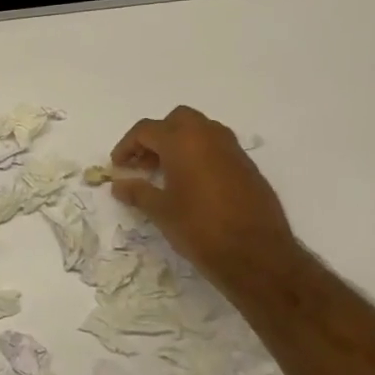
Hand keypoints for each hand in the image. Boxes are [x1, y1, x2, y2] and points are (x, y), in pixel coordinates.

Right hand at [110, 106, 298, 291]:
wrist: (256, 253)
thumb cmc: (200, 228)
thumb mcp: (161, 212)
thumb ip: (137, 192)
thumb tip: (118, 185)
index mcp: (183, 142)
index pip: (146, 130)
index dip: (127, 145)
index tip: (117, 166)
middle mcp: (209, 136)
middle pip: (176, 121)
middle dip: (156, 137)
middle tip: (143, 164)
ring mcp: (232, 149)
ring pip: (200, 130)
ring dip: (179, 143)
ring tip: (165, 174)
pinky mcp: (247, 166)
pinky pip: (217, 147)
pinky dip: (199, 155)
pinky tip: (192, 184)